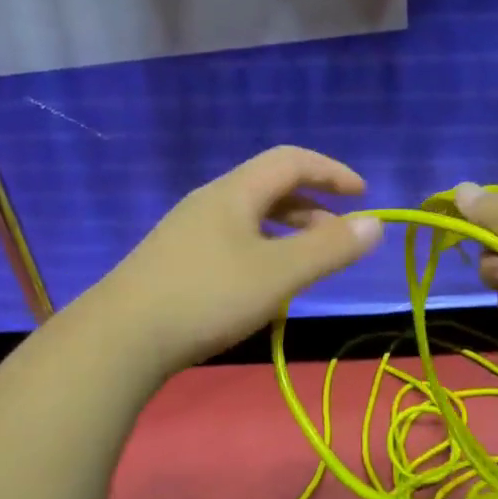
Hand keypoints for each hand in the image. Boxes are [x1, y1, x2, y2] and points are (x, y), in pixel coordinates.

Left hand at [91, 146, 384, 373]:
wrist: (122, 337)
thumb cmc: (207, 297)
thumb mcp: (278, 274)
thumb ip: (329, 249)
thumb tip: (375, 224)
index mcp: (234, 192)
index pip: (291, 161)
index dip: (331, 172)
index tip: (363, 194)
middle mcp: (209, 202)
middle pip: (268, 188)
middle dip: (311, 206)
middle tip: (338, 237)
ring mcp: (187, 232)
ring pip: (249, 219)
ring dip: (286, 232)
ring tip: (307, 264)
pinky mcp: (174, 262)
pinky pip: (231, 242)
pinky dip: (261, 252)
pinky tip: (262, 286)